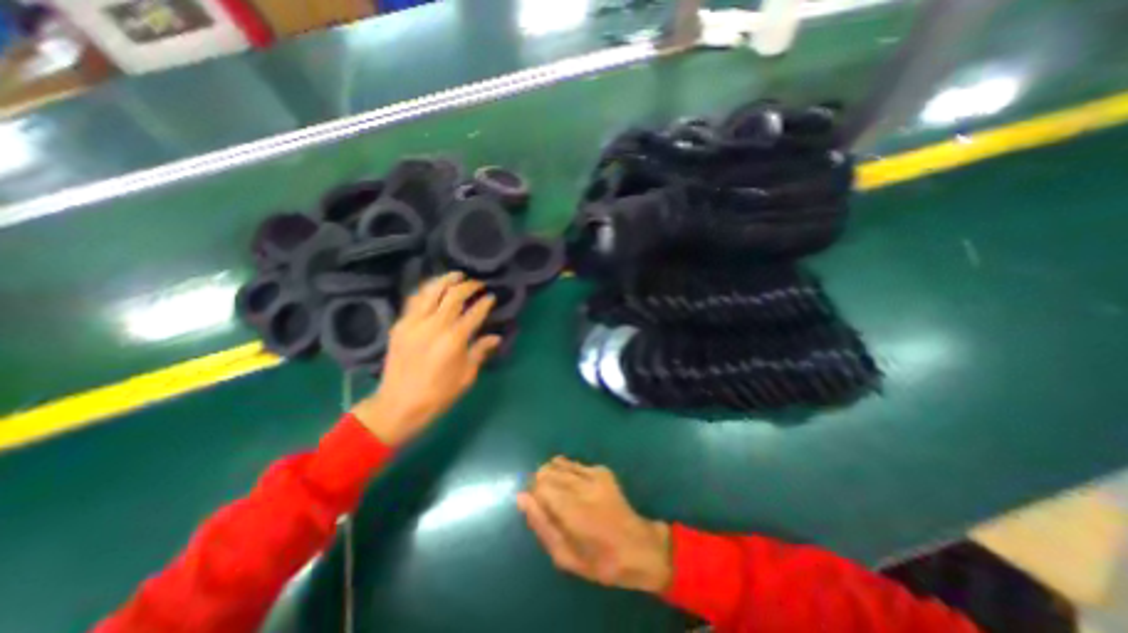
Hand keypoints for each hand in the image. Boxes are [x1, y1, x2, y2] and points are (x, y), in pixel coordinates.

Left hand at [349, 273, 496, 444]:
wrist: (398, 405)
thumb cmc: (438, 394)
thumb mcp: (466, 376)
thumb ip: (480, 352)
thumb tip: (496, 337)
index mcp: (454, 340)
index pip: (474, 313)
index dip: (485, 302)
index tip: (492, 297)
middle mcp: (434, 326)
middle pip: (453, 296)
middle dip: (469, 286)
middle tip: (478, 284)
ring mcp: (414, 323)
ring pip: (431, 291)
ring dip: (446, 280)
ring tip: (457, 275)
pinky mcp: (400, 325)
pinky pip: (414, 300)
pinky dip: (426, 290)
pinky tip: (434, 288)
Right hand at [518, 456, 668, 590]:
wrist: (638, 547)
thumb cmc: (599, 560)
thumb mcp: (564, 555)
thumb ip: (541, 524)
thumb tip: (522, 497)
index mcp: (572, 509)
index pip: (540, 484)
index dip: (533, 494)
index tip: (537, 507)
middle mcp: (583, 485)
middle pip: (548, 469)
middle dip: (541, 483)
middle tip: (548, 504)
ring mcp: (595, 474)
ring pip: (560, 462)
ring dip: (554, 476)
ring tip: (561, 496)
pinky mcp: (603, 470)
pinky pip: (575, 464)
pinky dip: (568, 473)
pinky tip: (576, 490)